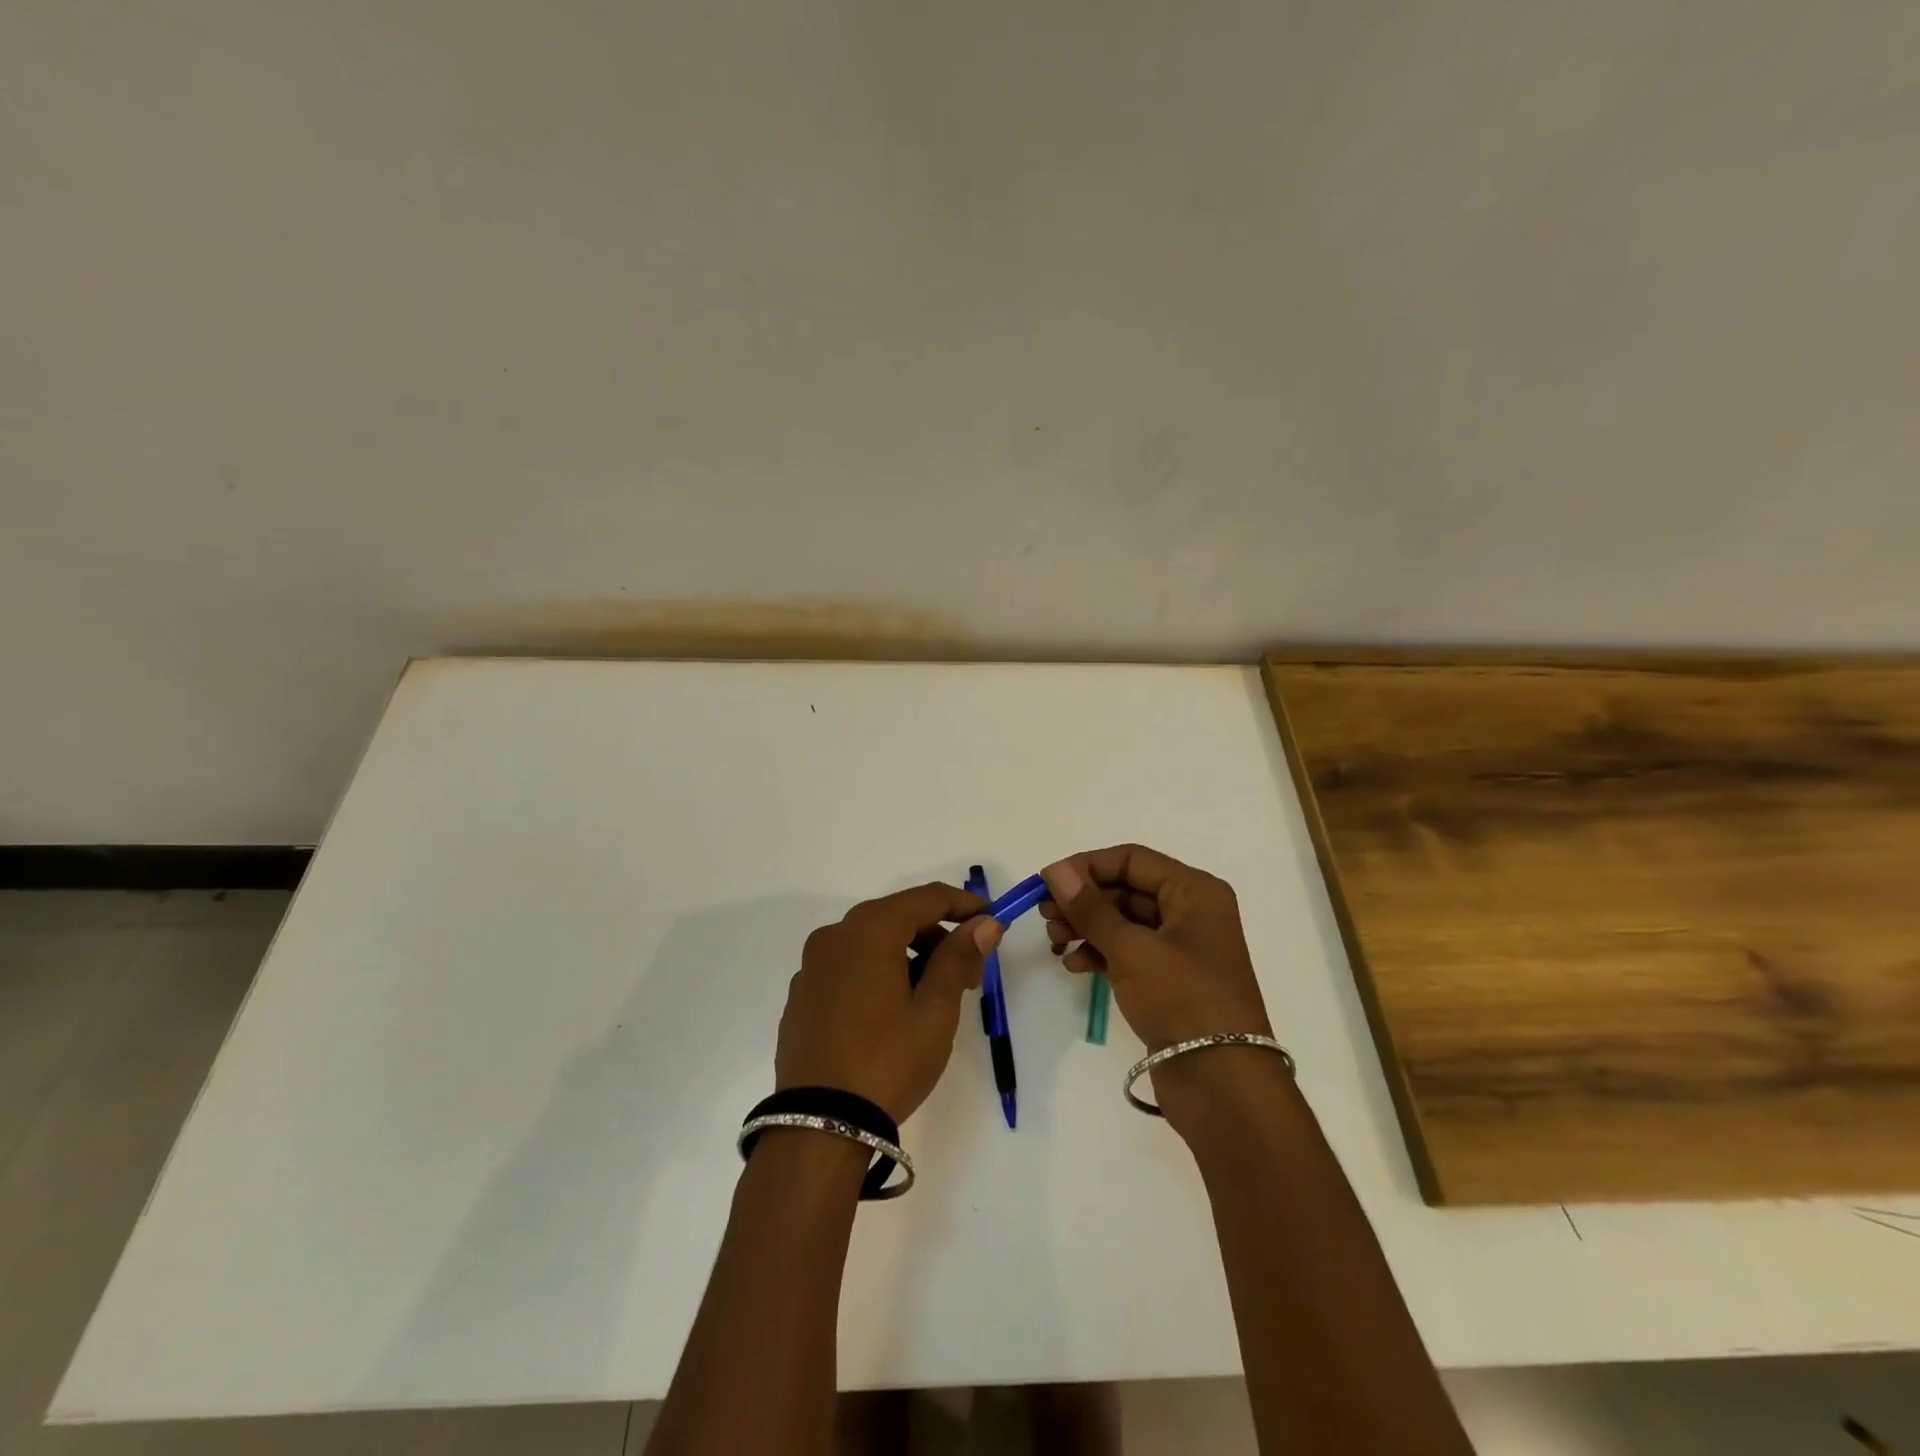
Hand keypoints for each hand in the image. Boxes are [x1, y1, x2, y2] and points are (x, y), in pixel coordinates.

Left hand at [776, 883, 1003, 1123]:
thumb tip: (983, 923)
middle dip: (938, 937)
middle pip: (898, 918)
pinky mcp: (802, 996)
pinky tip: (894, 1012)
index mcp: (868, 930)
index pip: (926, 898)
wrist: (818, 1127)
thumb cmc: (887, 1061)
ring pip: (872, 943)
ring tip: (935, 997)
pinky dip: (878, 973)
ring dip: (909, 957)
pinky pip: (849, 968)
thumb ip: (959, 957)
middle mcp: (834, 936)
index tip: (993, 922)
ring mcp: (812, 966)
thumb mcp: (935, 1010)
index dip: (964, 905)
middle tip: (971, 974)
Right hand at [1040, 844, 1271, 1053]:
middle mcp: (1190, 912)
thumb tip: (1055, 870)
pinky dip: (1100, 953)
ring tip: (1054, 942)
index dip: (1087, 866)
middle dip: (1083, 900)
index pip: (1132, 859)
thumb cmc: (1182, 1000)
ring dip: (1086, 927)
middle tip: (1044, 916)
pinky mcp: (1169, 980)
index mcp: (1194, 891)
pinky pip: (1128, 951)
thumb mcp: (1131, 949)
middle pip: (1126, 889)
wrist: (1222, 1085)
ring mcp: (1180, 948)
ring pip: (1123, 922)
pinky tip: (1074, 965)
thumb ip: (1090, 908)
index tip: (1047, 882)